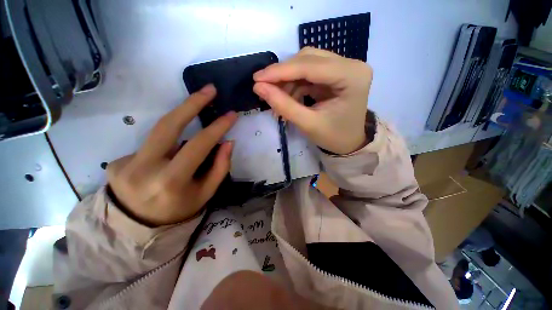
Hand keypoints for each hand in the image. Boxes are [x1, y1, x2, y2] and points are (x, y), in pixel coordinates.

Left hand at [107, 85, 237, 226]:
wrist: (137, 228)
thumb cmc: (180, 211)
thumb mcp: (206, 193)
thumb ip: (220, 167)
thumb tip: (228, 142)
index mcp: (171, 181)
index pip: (199, 145)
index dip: (217, 127)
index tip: (231, 115)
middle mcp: (144, 168)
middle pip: (168, 125)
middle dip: (191, 103)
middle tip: (209, 89)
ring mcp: (126, 163)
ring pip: (160, 131)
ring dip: (181, 120)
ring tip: (196, 113)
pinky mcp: (117, 161)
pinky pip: (151, 146)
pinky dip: (166, 146)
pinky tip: (168, 158)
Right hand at [253, 47, 372, 154]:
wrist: (349, 143)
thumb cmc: (333, 137)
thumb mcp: (308, 124)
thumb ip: (283, 105)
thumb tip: (258, 87)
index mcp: (352, 76)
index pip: (310, 66)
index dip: (280, 71)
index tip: (257, 78)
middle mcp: (351, 64)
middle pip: (307, 59)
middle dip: (283, 74)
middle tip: (264, 88)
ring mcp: (344, 67)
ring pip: (306, 63)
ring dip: (288, 80)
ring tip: (278, 99)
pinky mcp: (336, 72)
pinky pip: (309, 72)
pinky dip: (295, 84)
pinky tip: (289, 98)